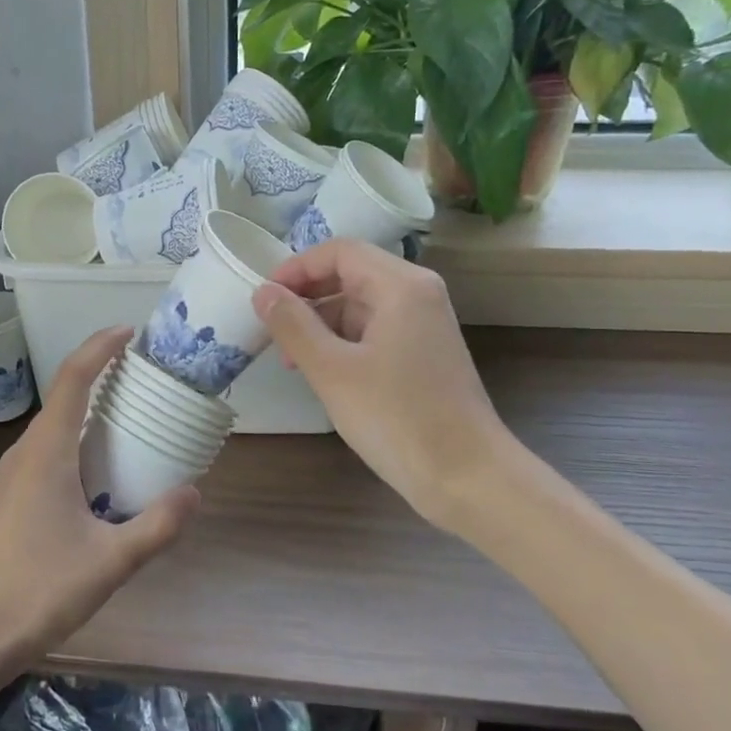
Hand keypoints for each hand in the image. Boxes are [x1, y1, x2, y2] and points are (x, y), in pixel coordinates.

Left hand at [0, 327, 198, 681]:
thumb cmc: (36, 591)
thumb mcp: (109, 562)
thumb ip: (156, 526)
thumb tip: (194, 493)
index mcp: (46, 451)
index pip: (73, 378)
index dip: (100, 347)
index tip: (129, 332)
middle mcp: (24, 453)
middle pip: (64, 398)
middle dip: (101, 378)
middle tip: (145, 380)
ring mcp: (9, 477)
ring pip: (54, 429)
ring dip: (88, 414)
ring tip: (129, 422)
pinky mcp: (5, 500)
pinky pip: (45, 453)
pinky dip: (75, 444)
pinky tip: (97, 476)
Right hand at [252, 238, 517, 530]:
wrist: (468, 479)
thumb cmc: (397, 418)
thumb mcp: (332, 371)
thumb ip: (292, 325)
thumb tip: (262, 292)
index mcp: (401, 286)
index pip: (339, 251)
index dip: (296, 268)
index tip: (264, 298)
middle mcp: (417, 294)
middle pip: (350, 274)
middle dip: (306, 297)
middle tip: (271, 330)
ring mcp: (423, 325)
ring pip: (359, 304)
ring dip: (320, 323)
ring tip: (292, 361)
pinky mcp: (423, 354)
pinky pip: (374, 330)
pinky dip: (342, 342)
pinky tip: (322, 373)